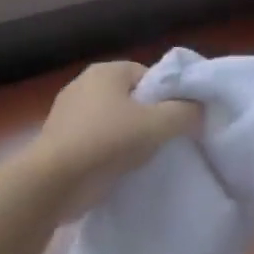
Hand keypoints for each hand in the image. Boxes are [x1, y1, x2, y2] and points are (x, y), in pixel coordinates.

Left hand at [25, 61, 202, 219]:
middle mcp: (84, 84)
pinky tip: (118, 169)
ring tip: (143, 159)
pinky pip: (95, 140)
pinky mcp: (59, 140)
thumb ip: (186, 112)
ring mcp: (67, 112)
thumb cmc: (107, 142)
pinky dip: (108, 151)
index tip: (178, 121)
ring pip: (112, 120)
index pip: (149, 76)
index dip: (167, 97)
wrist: (53, 182)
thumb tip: (200, 110)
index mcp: (106, 70)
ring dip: (127, 136)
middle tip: (164, 140)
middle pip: (131, 97)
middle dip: (148, 117)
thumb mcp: (158, 125)